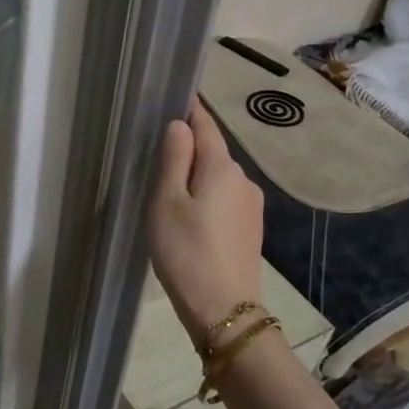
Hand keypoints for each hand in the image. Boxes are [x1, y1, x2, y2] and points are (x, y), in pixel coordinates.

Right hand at [146, 97, 265, 339]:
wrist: (223, 308)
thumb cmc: (185, 251)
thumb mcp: (167, 202)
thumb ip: (174, 159)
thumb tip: (180, 125)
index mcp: (222, 167)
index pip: (207, 126)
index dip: (191, 111)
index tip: (174, 99)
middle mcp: (243, 179)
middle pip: (213, 152)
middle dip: (190, 149)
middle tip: (157, 159)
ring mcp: (252, 206)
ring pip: (219, 178)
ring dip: (197, 177)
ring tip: (169, 194)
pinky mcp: (251, 228)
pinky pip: (225, 199)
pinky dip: (207, 197)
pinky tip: (191, 218)